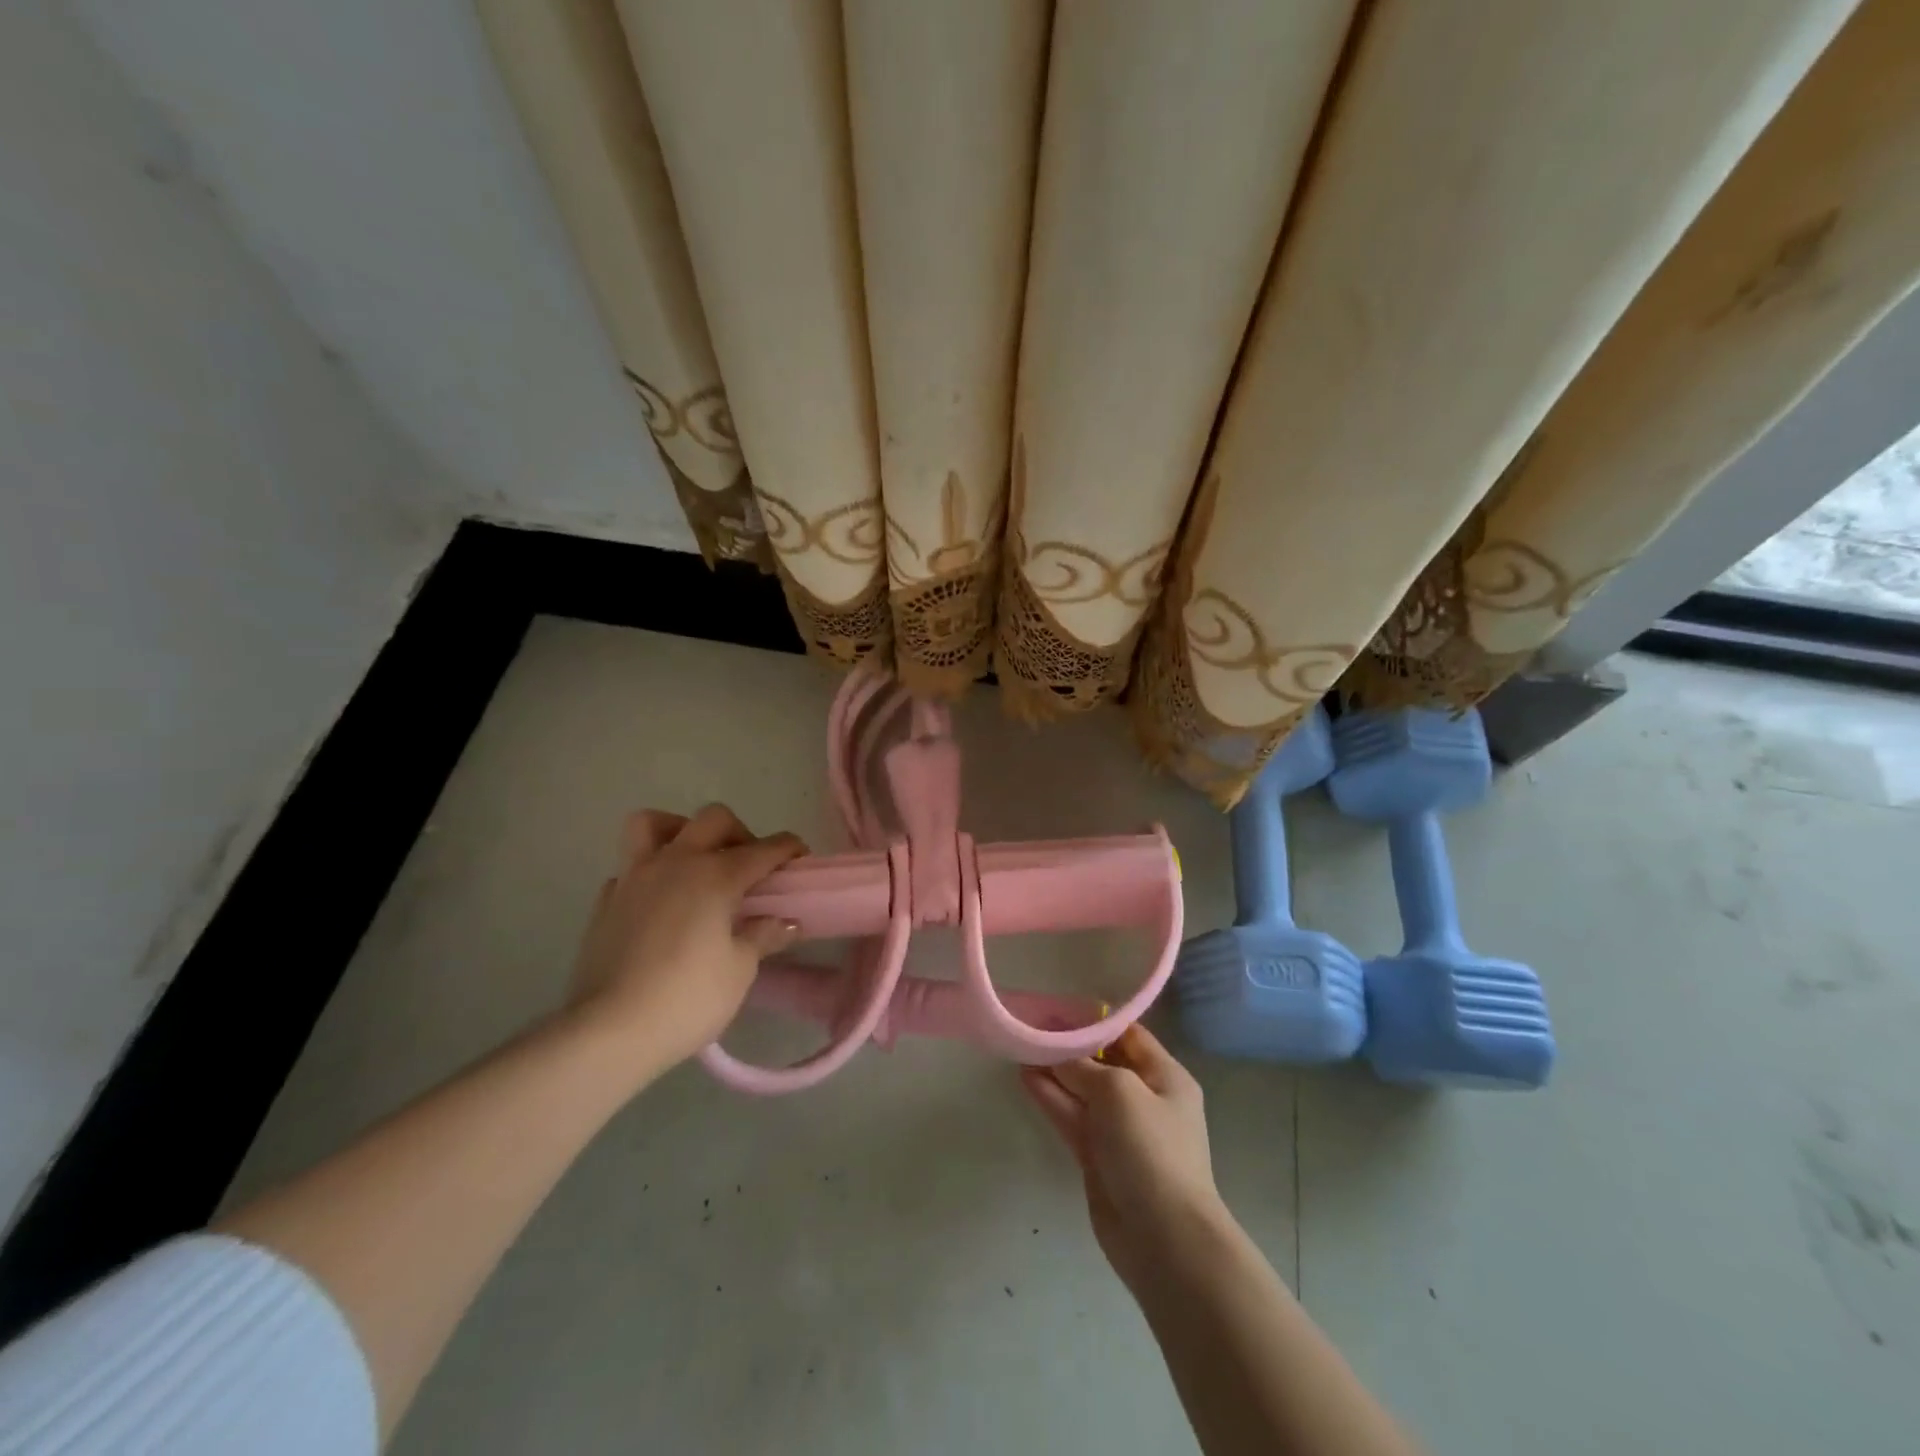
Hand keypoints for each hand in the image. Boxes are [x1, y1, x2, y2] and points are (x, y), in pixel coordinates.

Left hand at [567, 804, 807, 1068]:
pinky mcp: (605, 901)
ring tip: (694, 862)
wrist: (608, 1032)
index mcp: (715, 875)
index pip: (764, 849)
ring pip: (654, 824)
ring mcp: (634, 877)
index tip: (800, 857)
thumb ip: (763, 936)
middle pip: (713, 819)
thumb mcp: (739, 970)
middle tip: (748, 867)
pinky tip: (660, 903)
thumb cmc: (687, 998)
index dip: (788, 849)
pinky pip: (630, 867)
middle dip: (739, 833)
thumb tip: (784, 921)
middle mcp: (675, 862)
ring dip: (680, 832)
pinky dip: (649, 873)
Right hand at [1020, 1024, 1227, 1292]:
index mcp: (1165, 1077)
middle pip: (1102, 1062)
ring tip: (1021, 1047)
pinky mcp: (1098, 1157)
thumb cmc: (1150, 1150)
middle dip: (1069, 1046)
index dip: (1094, 1021)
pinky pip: (1072, 1117)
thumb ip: (1082, 1066)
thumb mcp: (1117, 1091)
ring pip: (1082, 1090)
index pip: (1128, 1035)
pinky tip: (1026, 1078)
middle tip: (1031, 1026)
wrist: (1164, 1238)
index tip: (1058, 1009)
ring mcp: (1120, 1131)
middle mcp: (1145, 1099)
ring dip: (1054, 1071)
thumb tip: (1054, 1052)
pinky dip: (1051, 1098)